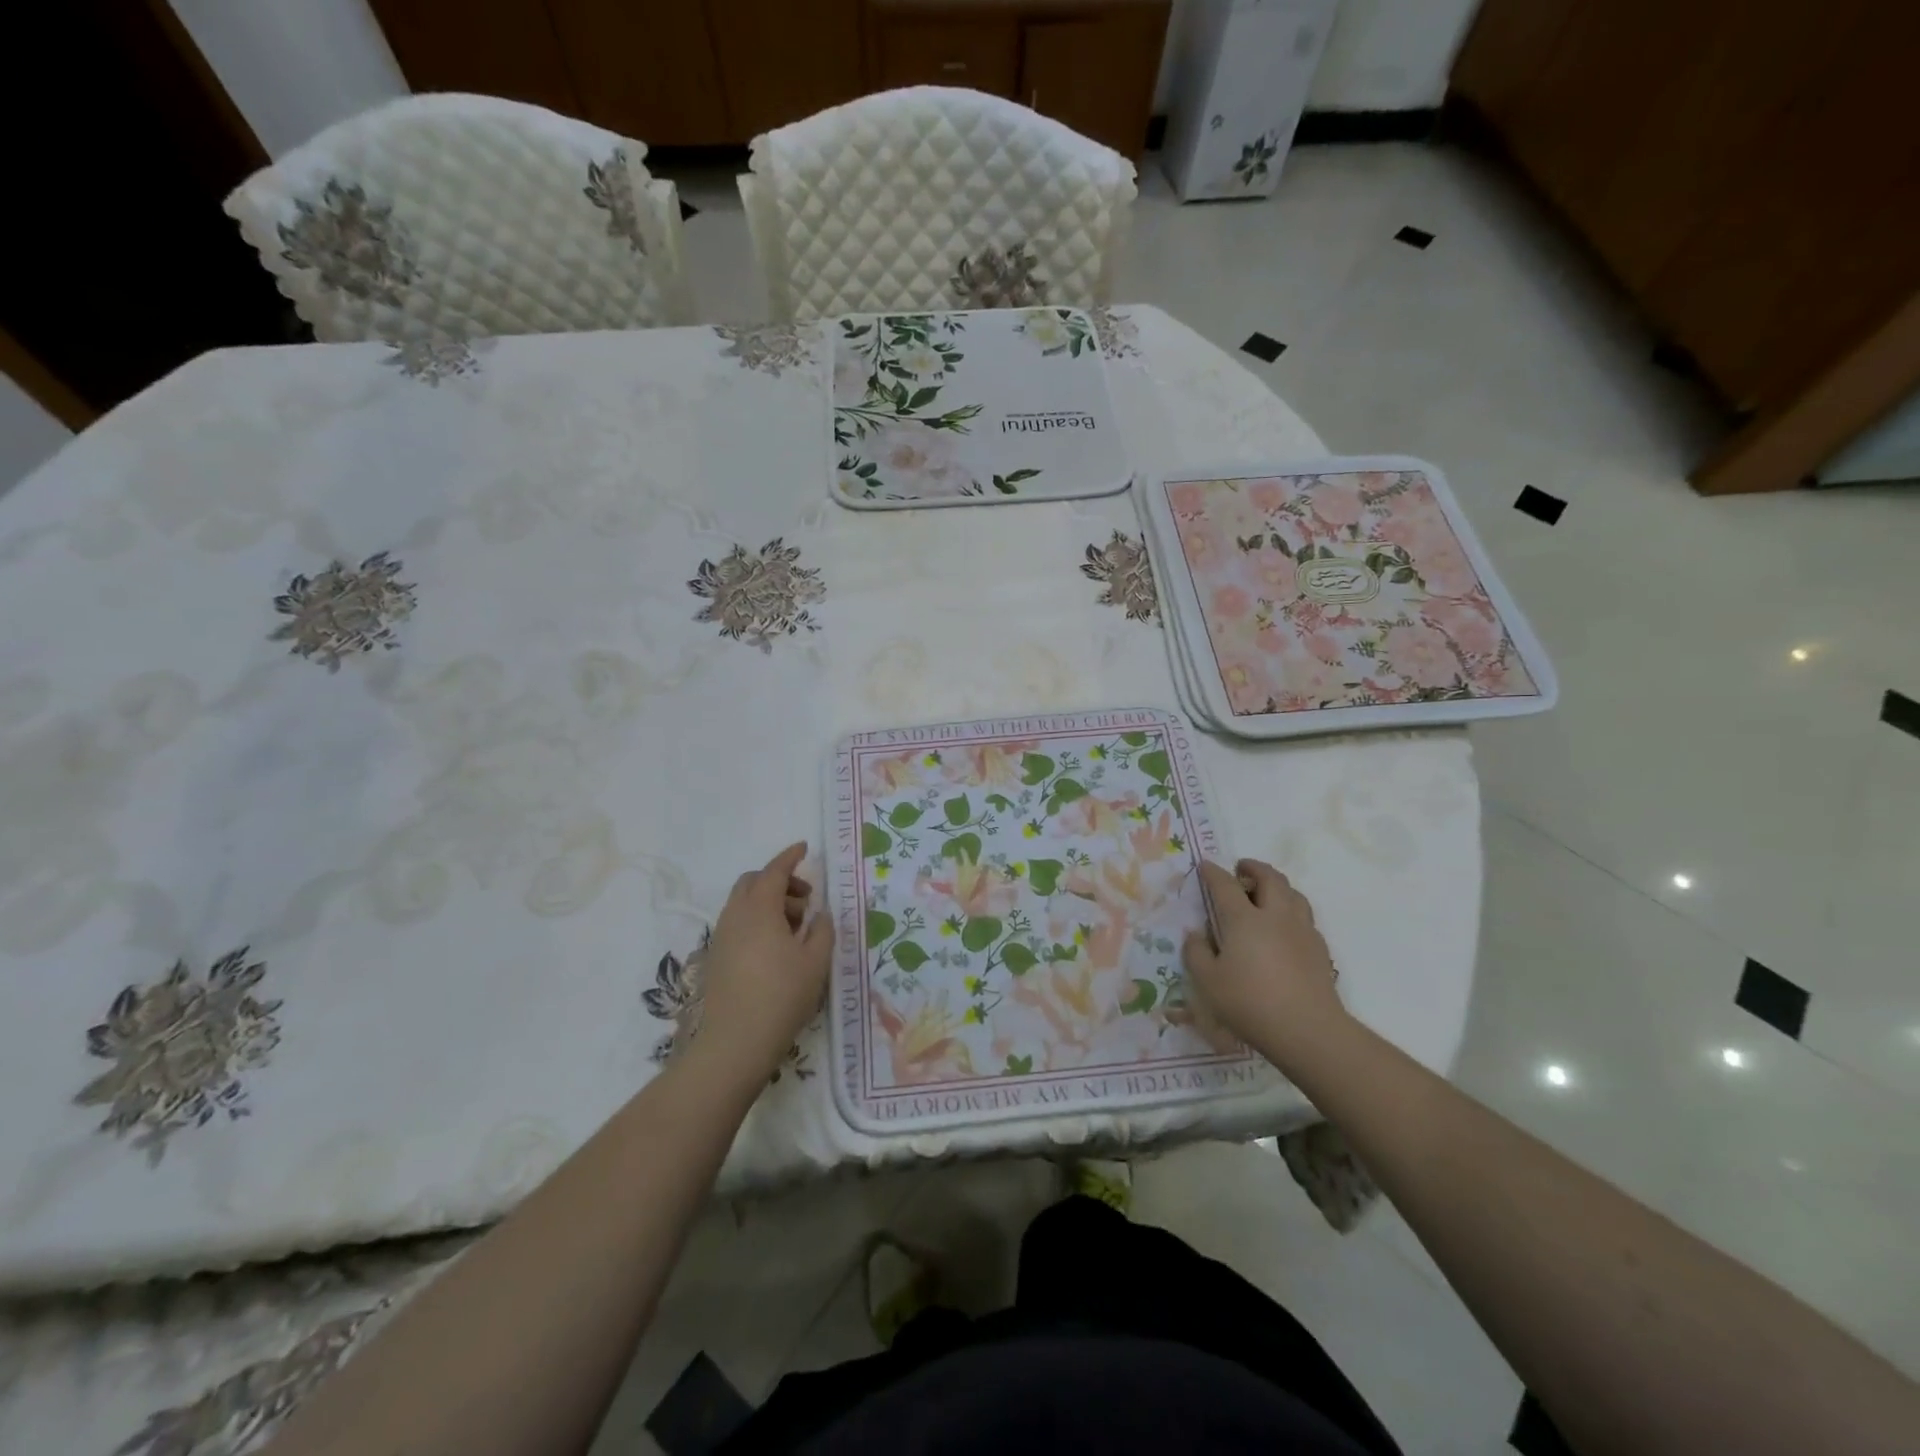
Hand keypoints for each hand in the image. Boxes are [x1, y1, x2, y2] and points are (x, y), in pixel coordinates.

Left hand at [695, 843, 833, 1082]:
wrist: (734, 1043)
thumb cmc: (781, 996)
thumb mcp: (815, 962)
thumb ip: (821, 930)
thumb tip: (818, 915)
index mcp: (759, 909)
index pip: (773, 871)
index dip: (789, 857)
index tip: (804, 848)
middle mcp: (735, 916)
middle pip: (753, 882)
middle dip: (779, 881)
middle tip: (805, 900)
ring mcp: (722, 937)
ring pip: (743, 903)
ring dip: (769, 903)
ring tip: (796, 929)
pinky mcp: (717, 957)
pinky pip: (738, 923)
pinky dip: (758, 921)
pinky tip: (777, 948)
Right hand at [1182, 859, 1347, 1063]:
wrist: (1308, 1029)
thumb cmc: (1249, 1002)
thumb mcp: (1208, 981)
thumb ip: (1196, 953)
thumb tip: (1195, 934)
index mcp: (1244, 919)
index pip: (1225, 885)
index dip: (1213, 872)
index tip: (1205, 865)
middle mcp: (1275, 915)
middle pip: (1269, 878)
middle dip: (1253, 867)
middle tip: (1241, 868)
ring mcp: (1302, 930)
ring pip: (1293, 893)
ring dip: (1277, 885)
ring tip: (1266, 891)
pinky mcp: (1320, 948)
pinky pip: (1305, 916)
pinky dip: (1292, 910)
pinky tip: (1285, 926)